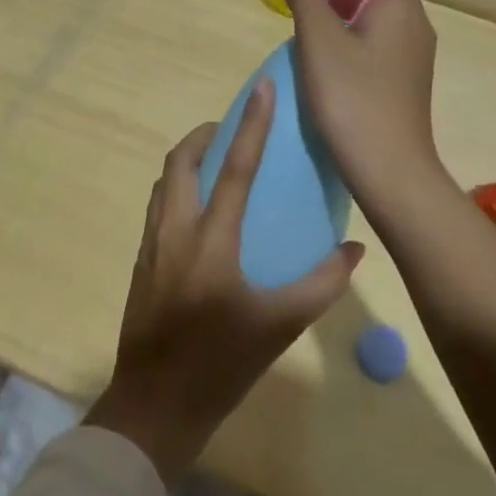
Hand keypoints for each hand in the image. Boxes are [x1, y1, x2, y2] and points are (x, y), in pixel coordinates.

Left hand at [85, 78, 363, 483]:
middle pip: (180, 162)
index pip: (234, 167)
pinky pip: (159, 208)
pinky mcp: (141, 264)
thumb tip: (355, 250)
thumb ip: (321, 284)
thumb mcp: (280, 326)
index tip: (261, 89)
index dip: (251, 124)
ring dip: (187, 161)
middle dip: (204, 135)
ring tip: (215, 163)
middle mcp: (175, 231)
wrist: (154, 406)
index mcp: (210, 240)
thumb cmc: (220, 364)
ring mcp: (151, 246)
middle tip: (230, 129)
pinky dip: (178, 191)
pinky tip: (200, 214)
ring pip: (164, 183)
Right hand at [283, 0, 443, 209]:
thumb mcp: (318, 42)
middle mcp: (417, 27)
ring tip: (315, 45)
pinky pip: (383, 49)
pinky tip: (332, 74)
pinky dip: (358, 48)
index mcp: (401, 8)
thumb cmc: (352, 98)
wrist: (390, 171)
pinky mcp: (408, 86)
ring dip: (349, 22)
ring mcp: (416, 59)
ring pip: (382, 22)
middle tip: (311, 14)